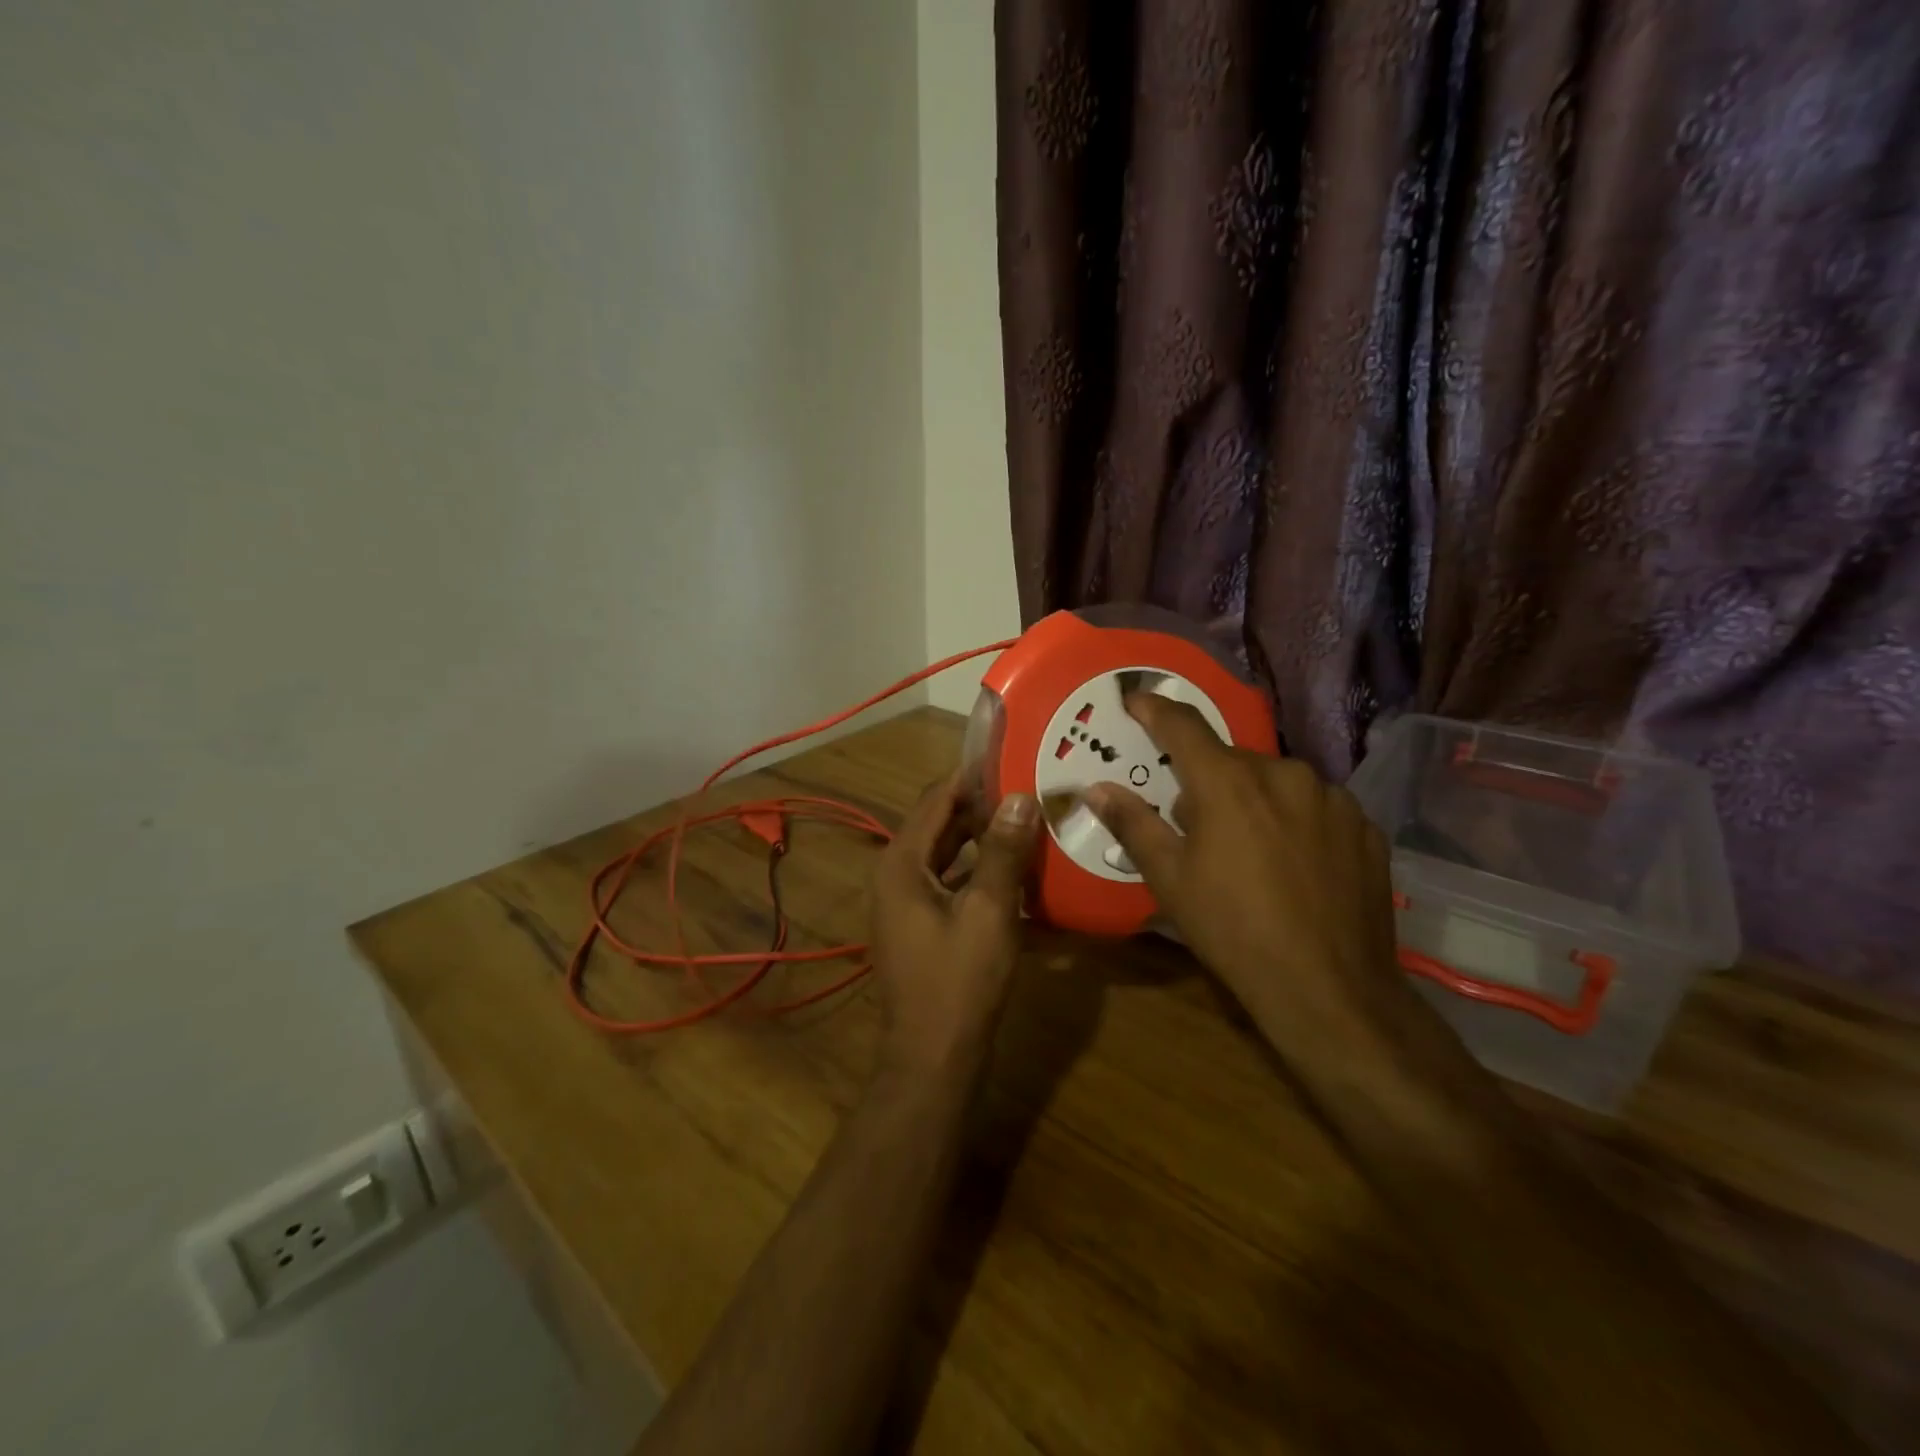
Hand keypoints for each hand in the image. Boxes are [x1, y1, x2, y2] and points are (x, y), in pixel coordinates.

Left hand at [868, 774, 1040, 1074]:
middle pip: (940, 823)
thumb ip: (1003, 853)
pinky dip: (979, 871)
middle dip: (982, 805)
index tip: (1013, 755)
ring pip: (948, 853)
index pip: (937, 798)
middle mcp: (897, 874)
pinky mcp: (922, 924)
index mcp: (902, 863)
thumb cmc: (959, 982)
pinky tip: (1017, 872)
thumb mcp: (989, 913)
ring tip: (1029, 821)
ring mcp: (906, 901)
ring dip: (983, 837)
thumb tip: (1020, 797)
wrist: (933, 1058)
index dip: (972, 775)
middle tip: (1030, 787)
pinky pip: (951, 881)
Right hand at [1084, 695, 1404, 1039]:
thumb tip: (1096, 788)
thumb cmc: (1233, 930)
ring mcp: (1332, 798)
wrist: (1330, 989)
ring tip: (1250, 852)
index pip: (1182, 726)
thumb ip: (1133, 823)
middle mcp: (1284, 774)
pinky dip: (1295, 821)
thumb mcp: (1170, 879)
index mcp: (1229, 782)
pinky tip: (1294, 865)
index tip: (1134, 700)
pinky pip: (1315, 807)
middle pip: (1231, 760)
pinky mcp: (1365, 826)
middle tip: (1194, 825)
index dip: (1154, 708)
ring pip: (1276, 782)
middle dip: (1207, 781)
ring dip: (1254, 800)